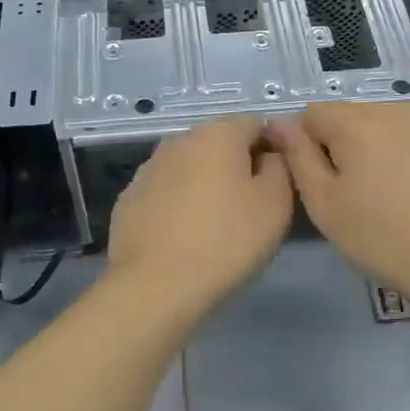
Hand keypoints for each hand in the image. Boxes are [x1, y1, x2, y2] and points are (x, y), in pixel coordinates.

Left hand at [107, 116, 294, 314]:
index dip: (271, 151)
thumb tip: (269, 154)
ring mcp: (149, 167)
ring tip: (214, 226)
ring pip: (190, 167)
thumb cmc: (226, 241)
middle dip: (236, 167)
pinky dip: (178, 204)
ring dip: (205, 185)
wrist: (156, 286)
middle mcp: (179, 139)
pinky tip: (183, 237)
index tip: (275, 186)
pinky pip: (165, 192)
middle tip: (248, 208)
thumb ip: (280, 166)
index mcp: (218, 133)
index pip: (255, 124)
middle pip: (219, 144)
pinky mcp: (129, 197)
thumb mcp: (275, 203)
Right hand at [267, 103, 409, 315]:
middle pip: (340, 116)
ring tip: (365, 195)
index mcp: (355, 119)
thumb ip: (297, 156)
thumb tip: (279, 123)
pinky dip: (383, 156)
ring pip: (367, 126)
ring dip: (357, 151)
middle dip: (329, 146)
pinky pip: (393, 137)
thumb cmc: (380, 236)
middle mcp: (387, 109)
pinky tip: (391, 192)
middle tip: (336, 193)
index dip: (300, 145)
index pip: (308, 114)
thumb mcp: (324, 202)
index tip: (310, 182)